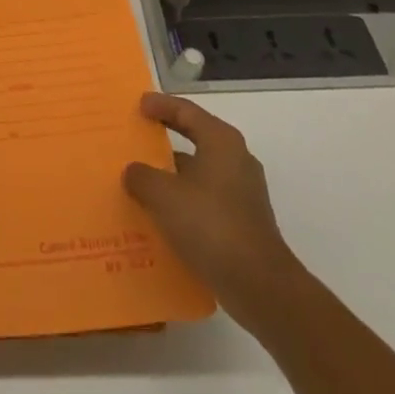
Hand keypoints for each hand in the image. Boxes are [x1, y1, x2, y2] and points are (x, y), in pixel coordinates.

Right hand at [123, 93, 303, 332]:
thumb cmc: (211, 226)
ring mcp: (242, 193)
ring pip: (198, 173)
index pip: (186, 111)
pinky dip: (182, 202)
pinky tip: (160, 216)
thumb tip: (133, 172)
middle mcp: (235, 160)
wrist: (260, 288)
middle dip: (164, 139)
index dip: (161, 105)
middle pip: (195, 138)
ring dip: (171, 175)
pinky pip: (204, 200)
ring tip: (140, 181)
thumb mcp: (164, 196)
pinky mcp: (242, 223)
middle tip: (136, 138)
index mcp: (221, 142)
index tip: (138, 105)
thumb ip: (142, 177)